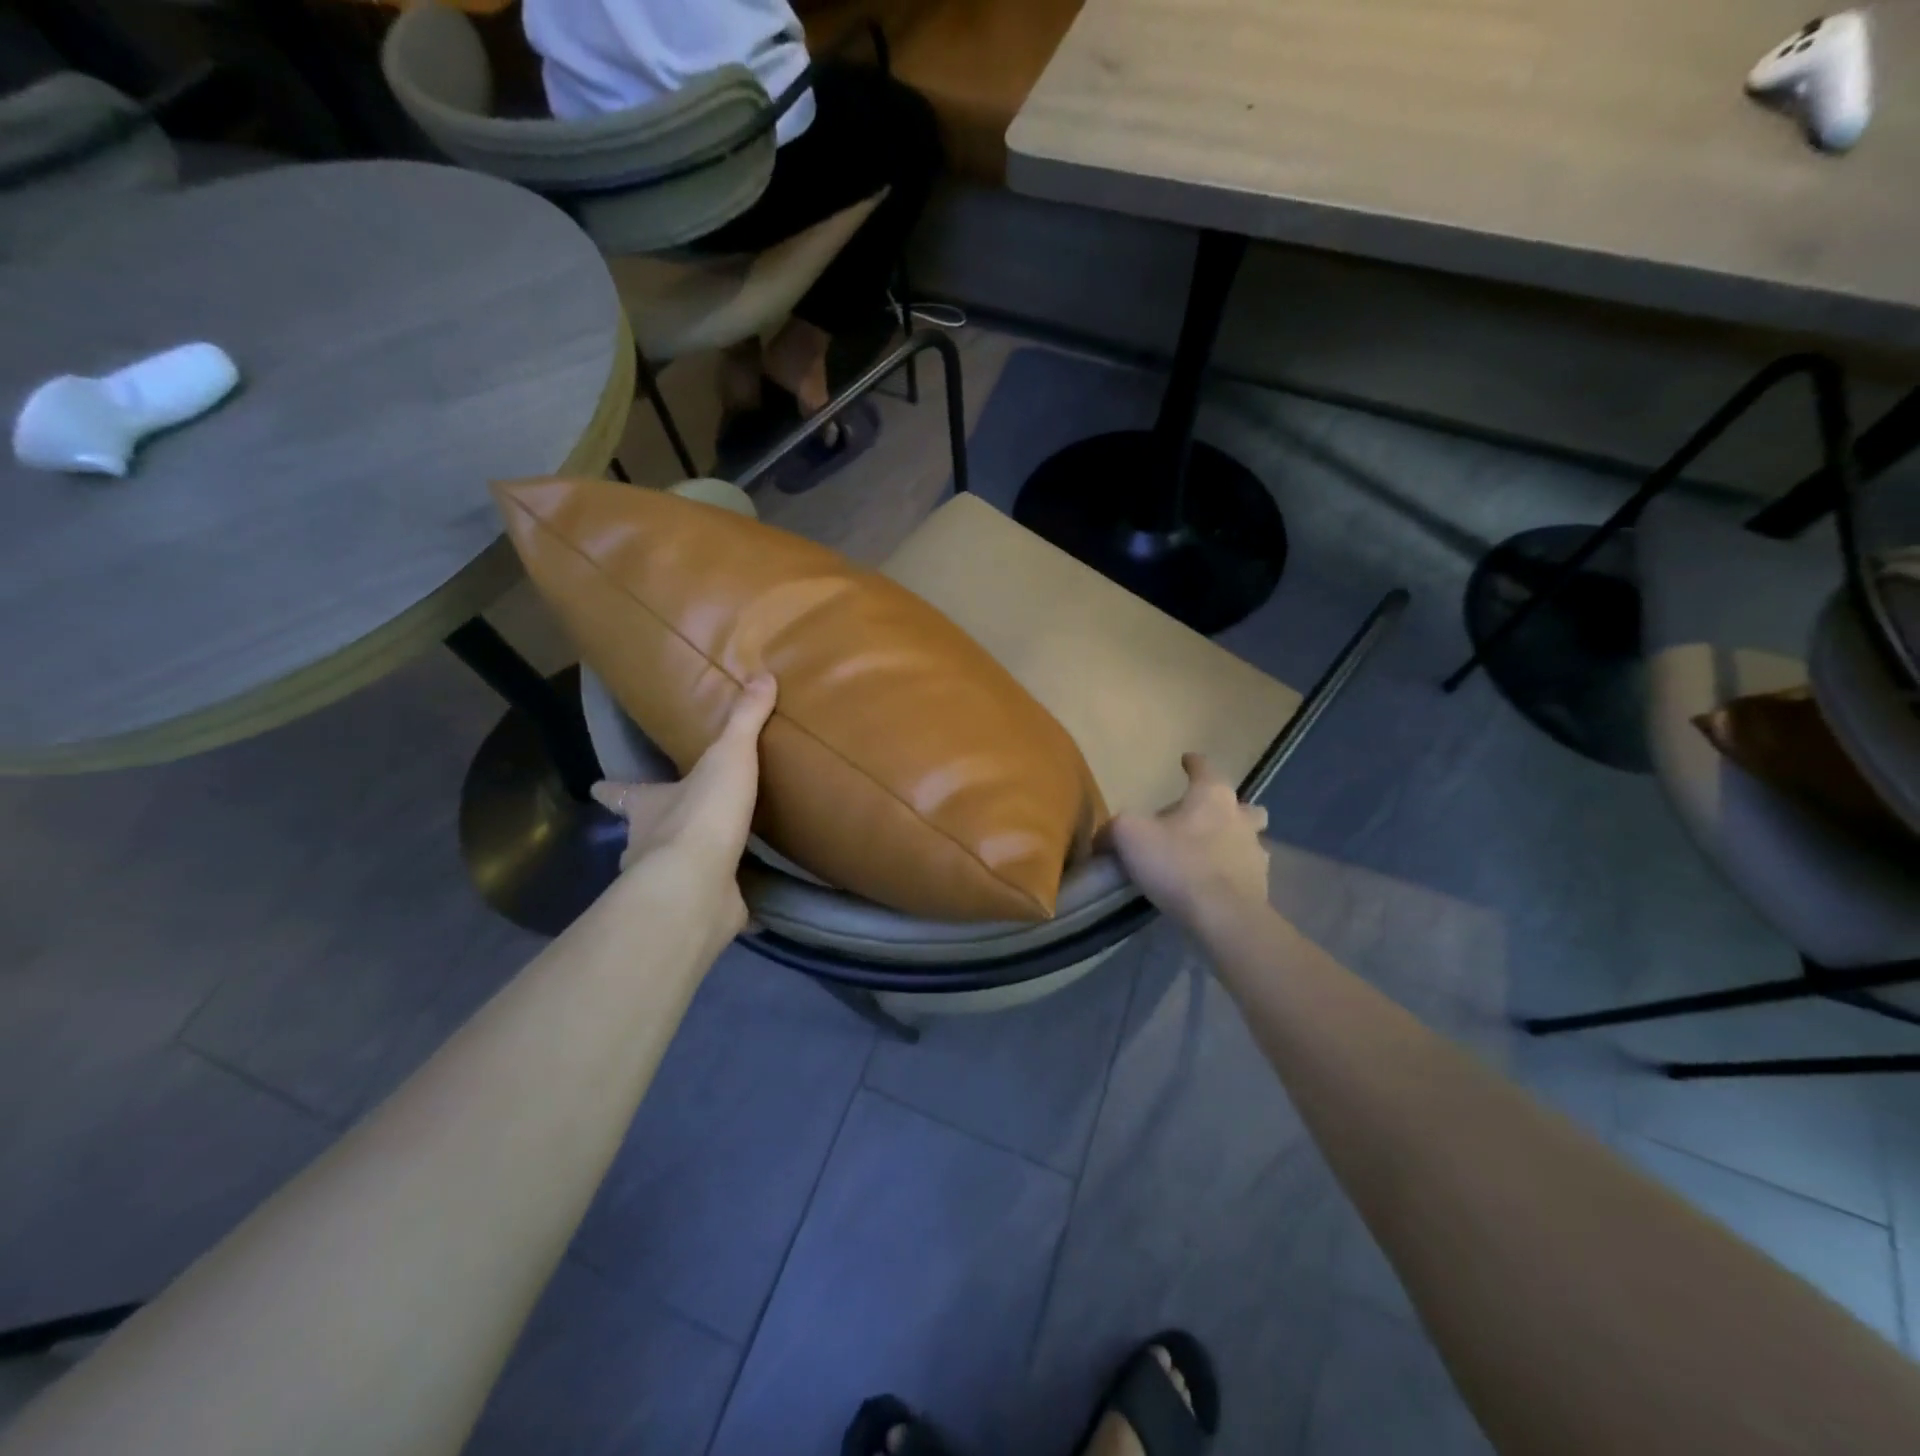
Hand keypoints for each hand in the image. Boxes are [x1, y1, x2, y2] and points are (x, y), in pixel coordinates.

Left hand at [590, 674, 776, 930]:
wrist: (699, 883)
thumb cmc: (702, 813)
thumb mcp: (728, 756)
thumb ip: (744, 719)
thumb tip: (763, 674)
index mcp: (647, 807)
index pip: (621, 793)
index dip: (612, 789)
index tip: (597, 787)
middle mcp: (647, 845)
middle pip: (640, 836)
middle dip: (649, 833)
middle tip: (668, 826)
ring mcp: (669, 883)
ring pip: (668, 873)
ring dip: (684, 867)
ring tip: (710, 861)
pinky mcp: (698, 910)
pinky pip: (710, 904)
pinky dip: (722, 902)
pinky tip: (739, 901)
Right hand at [1106, 753, 1269, 929]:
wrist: (1223, 917)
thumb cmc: (1178, 863)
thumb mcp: (1129, 836)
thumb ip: (1114, 829)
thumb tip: (1102, 837)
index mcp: (1212, 797)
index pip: (1205, 768)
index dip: (1194, 763)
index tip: (1187, 759)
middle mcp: (1240, 819)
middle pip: (1242, 806)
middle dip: (1227, 807)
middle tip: (1204, 817)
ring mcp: (1255, 854)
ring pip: (1249, 839)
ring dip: (1232, 842)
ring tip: (1209, 855)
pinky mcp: (1260, 888)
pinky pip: (1245, 873)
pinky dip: (1231, 874)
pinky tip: (1213, 885)